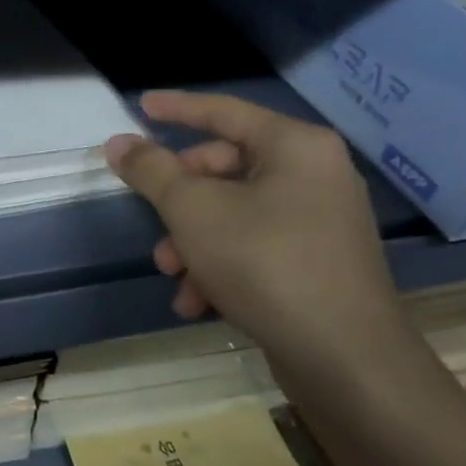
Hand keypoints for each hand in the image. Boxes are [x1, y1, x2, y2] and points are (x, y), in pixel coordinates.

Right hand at [103, 91, 416, 377]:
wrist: (346, 359)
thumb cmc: (265, 263)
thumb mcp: (192, 210)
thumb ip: (151, 170)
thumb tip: (118, 143)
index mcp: (295, 147)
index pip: (224, 112)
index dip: (177, 108)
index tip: (140, 106)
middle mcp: (315, 175)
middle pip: (225, 168)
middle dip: (180, 200)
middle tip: (154, 221)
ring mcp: (321, 221)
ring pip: (234, 213)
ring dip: (193, 240)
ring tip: (173, 274)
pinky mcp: (319, 262)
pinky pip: (255, 245)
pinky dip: (221, 265)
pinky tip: (198, 302)